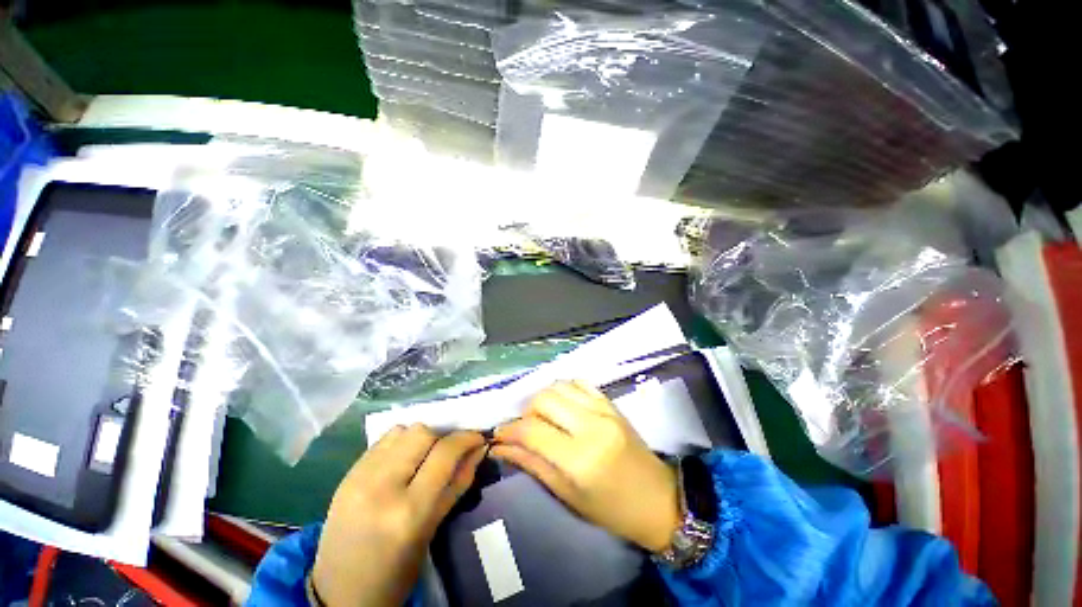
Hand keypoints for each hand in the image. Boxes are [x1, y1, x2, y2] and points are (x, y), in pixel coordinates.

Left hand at [312, 425, 485, 606]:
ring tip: (425, 455)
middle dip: (443, 436)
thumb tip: (479, 449)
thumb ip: (458, 483)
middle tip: (450, 450)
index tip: (478, 438)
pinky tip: (404, 459)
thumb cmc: (396, 572)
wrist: (339, 592)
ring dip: (421, 437)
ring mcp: (359, 478)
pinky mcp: (346, 474)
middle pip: (422, 433)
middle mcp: (381, 487)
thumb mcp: (432, 529)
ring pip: (403, 431)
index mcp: (409, 511)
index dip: (467, 438)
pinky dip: (401, 442)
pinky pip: (383, 440)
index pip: (445, 453)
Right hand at [491, 381, 680, 552]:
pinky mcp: (611, 403)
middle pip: (543, 399)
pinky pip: (580, 382)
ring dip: (545, 399)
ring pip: (559, 386)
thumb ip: (532, 465)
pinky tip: (564, 405)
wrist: (658, 499)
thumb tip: (501, 447)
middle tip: (527, 429)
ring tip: (546, 417)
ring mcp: (603, 410)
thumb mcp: (567, 495)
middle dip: (527, 412)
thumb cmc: (611, 509)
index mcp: (578, 459)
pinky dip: (565, 389)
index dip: (509, 429)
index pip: (531, 430)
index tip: (500, 434)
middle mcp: (590, 426)